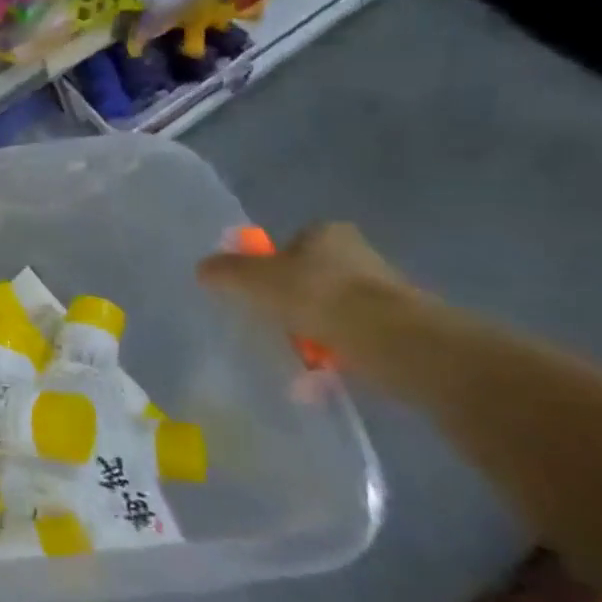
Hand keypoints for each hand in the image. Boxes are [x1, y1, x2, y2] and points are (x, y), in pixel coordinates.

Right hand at [196, 221, 411, 351]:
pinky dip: (333, 351)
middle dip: (291, 300)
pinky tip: (318, 369)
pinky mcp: (398, 327)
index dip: (269, 265)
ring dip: (312, 329)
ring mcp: (382, 291)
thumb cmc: (316, 294)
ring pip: (330, 309)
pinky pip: (350, 337)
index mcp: (327, 232)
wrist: (390, 339)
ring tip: (294, 352)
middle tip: (271, 322)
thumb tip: (203, 268)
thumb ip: (225, 270)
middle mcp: (359, 254)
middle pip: (310, 276)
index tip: (256, 291)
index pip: (290, 243)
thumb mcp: (253, 278)